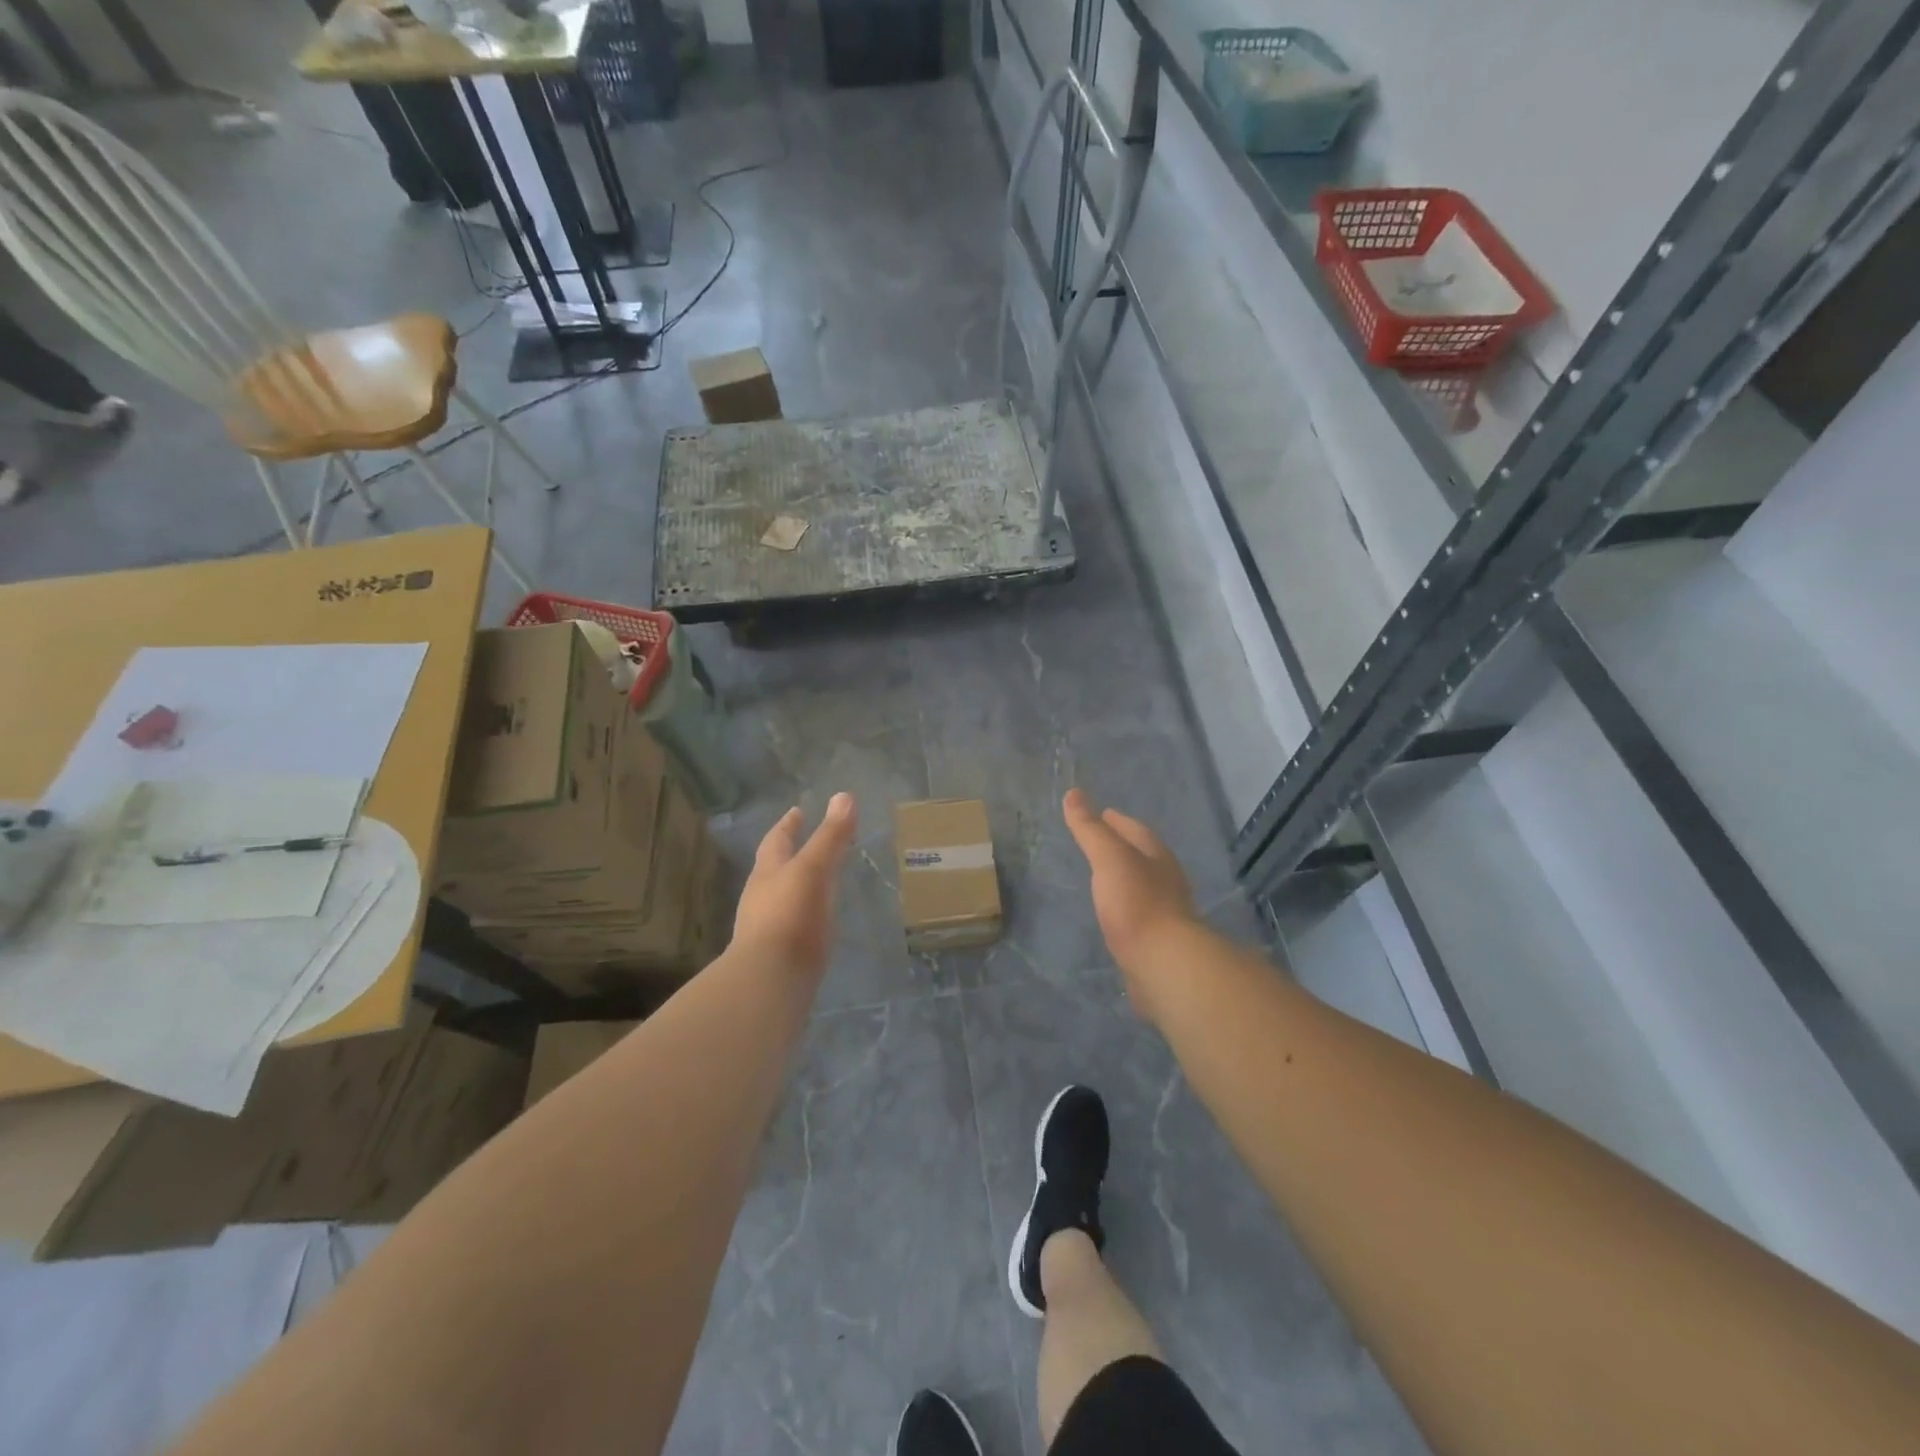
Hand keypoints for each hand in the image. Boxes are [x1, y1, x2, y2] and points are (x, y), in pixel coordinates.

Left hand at [733, 793, 856, 978]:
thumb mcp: (813, 869)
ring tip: (818, 881)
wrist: (770, 980)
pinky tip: (818, 922)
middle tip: (808, 842)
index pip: (777, 839)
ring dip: (797, 886)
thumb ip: (830, 836)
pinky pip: (793, 925)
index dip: (789, 824)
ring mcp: (767, 928)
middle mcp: (762, 897)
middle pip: (774, 868)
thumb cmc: (790, 916)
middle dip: (789, 854)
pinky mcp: (779, 955)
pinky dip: (805, 915)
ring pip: (781, 897)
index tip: (797, 811)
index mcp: (768, 872)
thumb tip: (844, 795)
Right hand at [1063, 789, 1198, 1013]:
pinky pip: (1137, 913)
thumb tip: (1073, 793)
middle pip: (1143, 856)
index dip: (1117, 821)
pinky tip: (1111, 912)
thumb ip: (1090, 828)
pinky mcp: (1157, 940)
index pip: (1136, 830)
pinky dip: (1124, 905)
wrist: (1162, 963)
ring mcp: (1165, 912)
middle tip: (1098, 841)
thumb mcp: (1108, 857)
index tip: (1102, 813)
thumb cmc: (1136, 903)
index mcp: (1157, 856)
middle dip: (1123, 847)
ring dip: (1124, 877)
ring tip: (1102, 875)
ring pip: (1142, 885)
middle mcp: (1166, 880)